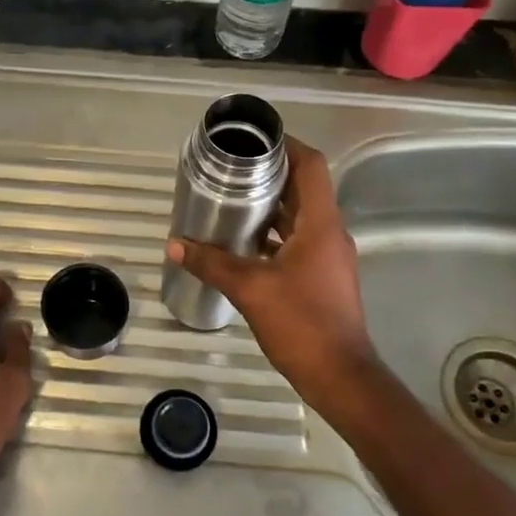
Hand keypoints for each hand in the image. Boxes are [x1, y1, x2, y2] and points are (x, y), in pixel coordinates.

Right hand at [167, 138, 376, 408]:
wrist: (340, 376)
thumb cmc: (301, 324)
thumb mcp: (250, 289)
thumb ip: (212, 263)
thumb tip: (175, 246)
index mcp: (320, 224)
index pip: (311, 166)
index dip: (287, 145)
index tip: (255, 140)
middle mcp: (329, 233)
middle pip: (304, 188)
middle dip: (270, 174)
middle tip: (232, 169)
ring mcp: (328, 256)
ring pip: (300, 216)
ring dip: (271, 206)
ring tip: (232, 201)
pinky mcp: (323, 276)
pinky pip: (297, 240)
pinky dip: (274, 234)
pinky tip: (244, 244)